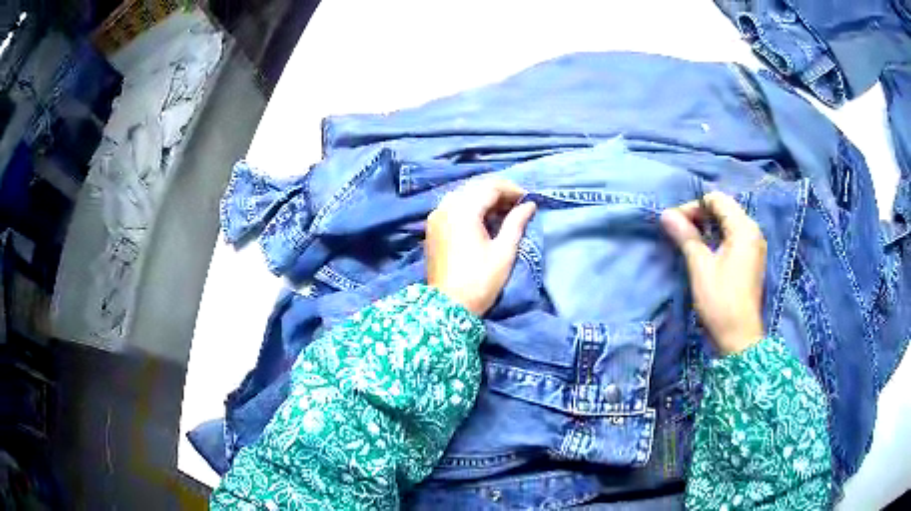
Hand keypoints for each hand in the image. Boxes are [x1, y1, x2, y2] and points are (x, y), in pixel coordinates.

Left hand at [426, 179, 536, 315]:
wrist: (447, 306)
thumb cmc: (479, 281)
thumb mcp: (503, 252)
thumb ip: (516, 223)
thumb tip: (529, 205)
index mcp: (463, 210)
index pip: (490, 187)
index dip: (512, 190)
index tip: (528, 199)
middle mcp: (446, 207)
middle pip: (475, 187)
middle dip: (498, 192)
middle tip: (518, 205)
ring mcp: (436, 217)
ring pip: (463, 195)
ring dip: (484, 198)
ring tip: (503, 211)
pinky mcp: (432, 227)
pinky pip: (453, 206)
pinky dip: (470, 207)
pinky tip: (483, 219)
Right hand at [660, 192, 765, 354]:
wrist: (739, 338)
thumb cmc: (720, 300)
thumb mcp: (700, 266)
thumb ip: (685, 236)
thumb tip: (666, 214)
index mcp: (744, 228)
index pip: (716, 200)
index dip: (694, 206)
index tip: (676, 224)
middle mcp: (753, 231)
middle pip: (724, 209)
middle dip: (701, 215)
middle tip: (680, 232)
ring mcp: (755, 245)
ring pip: (729, 223)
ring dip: (709, 227)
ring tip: (690, 242)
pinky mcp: (753, 259)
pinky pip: (735, 237)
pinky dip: (719, 238)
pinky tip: (707, 252)